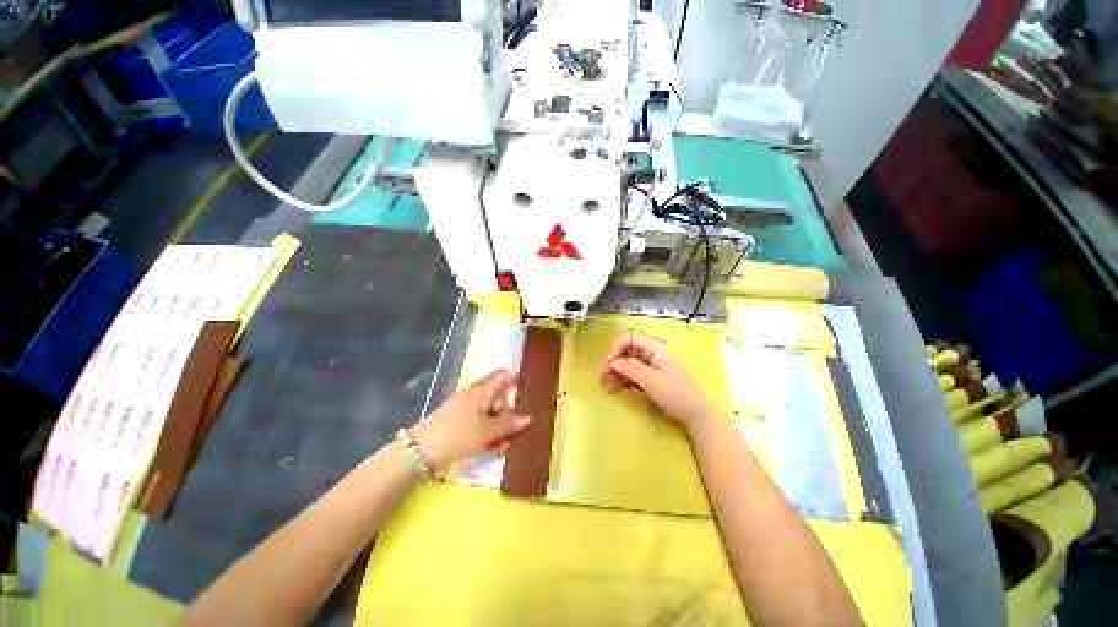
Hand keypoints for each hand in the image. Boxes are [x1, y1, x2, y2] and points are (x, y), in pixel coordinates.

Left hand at [412, 370, 530, 469]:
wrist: (420, 451)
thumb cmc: (459, 434)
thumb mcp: (488, 431)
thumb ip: (509, 424)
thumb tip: (527, 418)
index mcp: (481, 391)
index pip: (501, 376)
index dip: (514, 378)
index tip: (526, 388)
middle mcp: (473, 396)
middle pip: (497, 397)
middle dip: (507, 413)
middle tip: (512, 430)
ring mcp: (463, 410)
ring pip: (488, 414)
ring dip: (498, 428)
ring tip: (502, 446)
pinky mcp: (456, 423)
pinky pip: (477, 424)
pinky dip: (486, 434)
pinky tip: (491, 449)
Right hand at [600, 330, 720, 429]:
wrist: (695, 415)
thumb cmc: (675, 393)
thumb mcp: (651, 380)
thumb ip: (630, 368)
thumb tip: (612, 361)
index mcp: (654, 348)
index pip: (630, 338)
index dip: (617, 347)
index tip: (611, 362)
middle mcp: (651, 355)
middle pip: (627, 351)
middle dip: (614, 361)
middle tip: (603, 375)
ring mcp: (650, 367)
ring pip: (627, 364)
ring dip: (616, 371)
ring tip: (607, 384)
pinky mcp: (649, 380)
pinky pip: (632, 375)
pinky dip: (622, 380)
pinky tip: (615, 388)